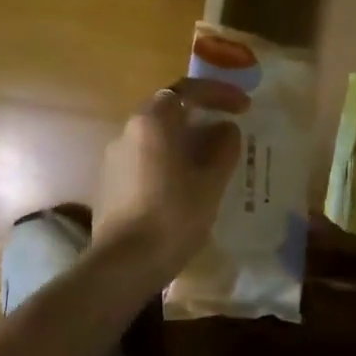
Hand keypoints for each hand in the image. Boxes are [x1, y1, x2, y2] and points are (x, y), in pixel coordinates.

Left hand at [95, 77, 246, 280]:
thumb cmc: (173, 216)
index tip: (244, 107)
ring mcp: (114, 157)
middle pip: (169, 110)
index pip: (188, 91)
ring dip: (185, 139)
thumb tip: (226, 129)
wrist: (124, 264)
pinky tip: (186, 183)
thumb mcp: (210, 181)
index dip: (220, 93)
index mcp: (152, 122)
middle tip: (229, 128)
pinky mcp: (110, 182)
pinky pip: (146, 158)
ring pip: (156, 136)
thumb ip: (223, 147)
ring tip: (212, 159)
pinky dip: (169, 159)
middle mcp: (128, 131)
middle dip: (201, 115)